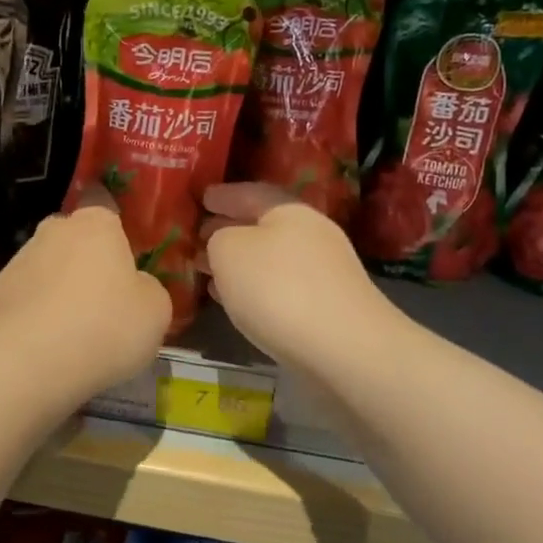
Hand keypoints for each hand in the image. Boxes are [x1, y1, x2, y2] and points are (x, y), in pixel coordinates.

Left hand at [0, 188, 171, 403]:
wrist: (24, 362)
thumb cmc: (103, 327)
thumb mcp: (156, 312)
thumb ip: (149, 290)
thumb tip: (135, 288)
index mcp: (97, 224)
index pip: (111, 221)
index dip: (120, 250)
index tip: (127, 283)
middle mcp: (54, 230)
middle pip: (77, 245)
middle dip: (87, 270)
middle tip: (103, 311)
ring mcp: (18, 259)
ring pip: (49, 272)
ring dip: (59, 295)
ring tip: (72, 339)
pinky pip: (26, 301)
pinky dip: (35, 318)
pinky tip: (44, 349)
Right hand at [200, 183, 390, 369]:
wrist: (344, 349)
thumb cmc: (277, 288)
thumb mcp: (228, 251)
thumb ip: (218, 239)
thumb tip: (222, 243)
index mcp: (289, 210)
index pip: (249, 192)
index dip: (222, 195)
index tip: (201, 198)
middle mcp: (311, 234)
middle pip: (262, 226)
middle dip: (229, 230)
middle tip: (198, 236)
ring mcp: (323, 272)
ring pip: (270, 258)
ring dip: (239, 263)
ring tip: (208, 271)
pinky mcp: (326, 307)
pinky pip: (280, 286)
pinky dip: (255, 287)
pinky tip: (236, 301)